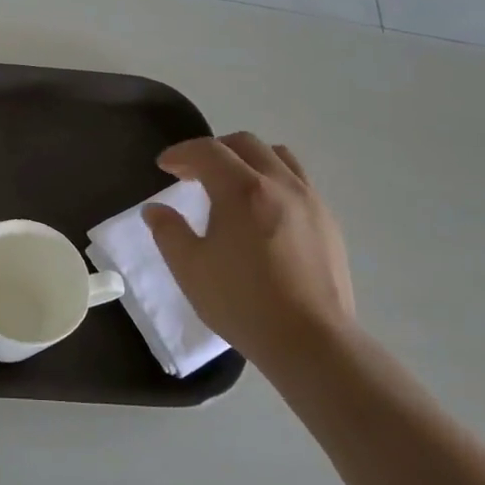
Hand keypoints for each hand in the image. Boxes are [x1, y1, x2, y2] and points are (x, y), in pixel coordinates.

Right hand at [143, 132, 355, 365]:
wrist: (310, 340)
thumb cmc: (241, 302)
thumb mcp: (190, 268)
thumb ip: (169, 232)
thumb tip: (156, 210)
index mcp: (242, 190)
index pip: (208, 151)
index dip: (181, 153)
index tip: (164, 166)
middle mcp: (280, 184)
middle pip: (245, 144)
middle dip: (213, 151)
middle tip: (192, 173)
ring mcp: (311, 201)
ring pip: (278, 157)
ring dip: (248, 160)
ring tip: (230, 185)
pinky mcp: (328, 223)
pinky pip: (298, 182)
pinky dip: (272, 181)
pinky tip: (262, 212)